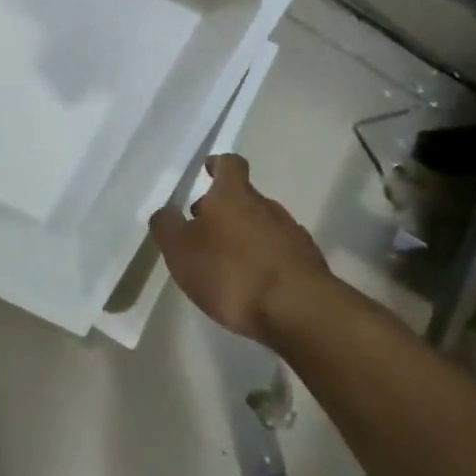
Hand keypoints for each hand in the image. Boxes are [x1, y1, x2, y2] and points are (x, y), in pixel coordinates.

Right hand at [149, 154, 330, 345]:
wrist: (299, 310)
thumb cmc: (232, 272)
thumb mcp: (181, 250)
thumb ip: (167, 227)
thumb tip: (166, 211)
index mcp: (233, 195)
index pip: (229, 165)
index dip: (218, 165)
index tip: (208, 169)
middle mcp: (266, 206)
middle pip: (245, 198)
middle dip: (225, 210)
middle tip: (204, 230)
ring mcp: (292, 234)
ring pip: (263, 226)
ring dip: (246, 237)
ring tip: (228, 264)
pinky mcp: (309, 264)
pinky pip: (281, 253)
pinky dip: (266, 261)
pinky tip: (256, 285)